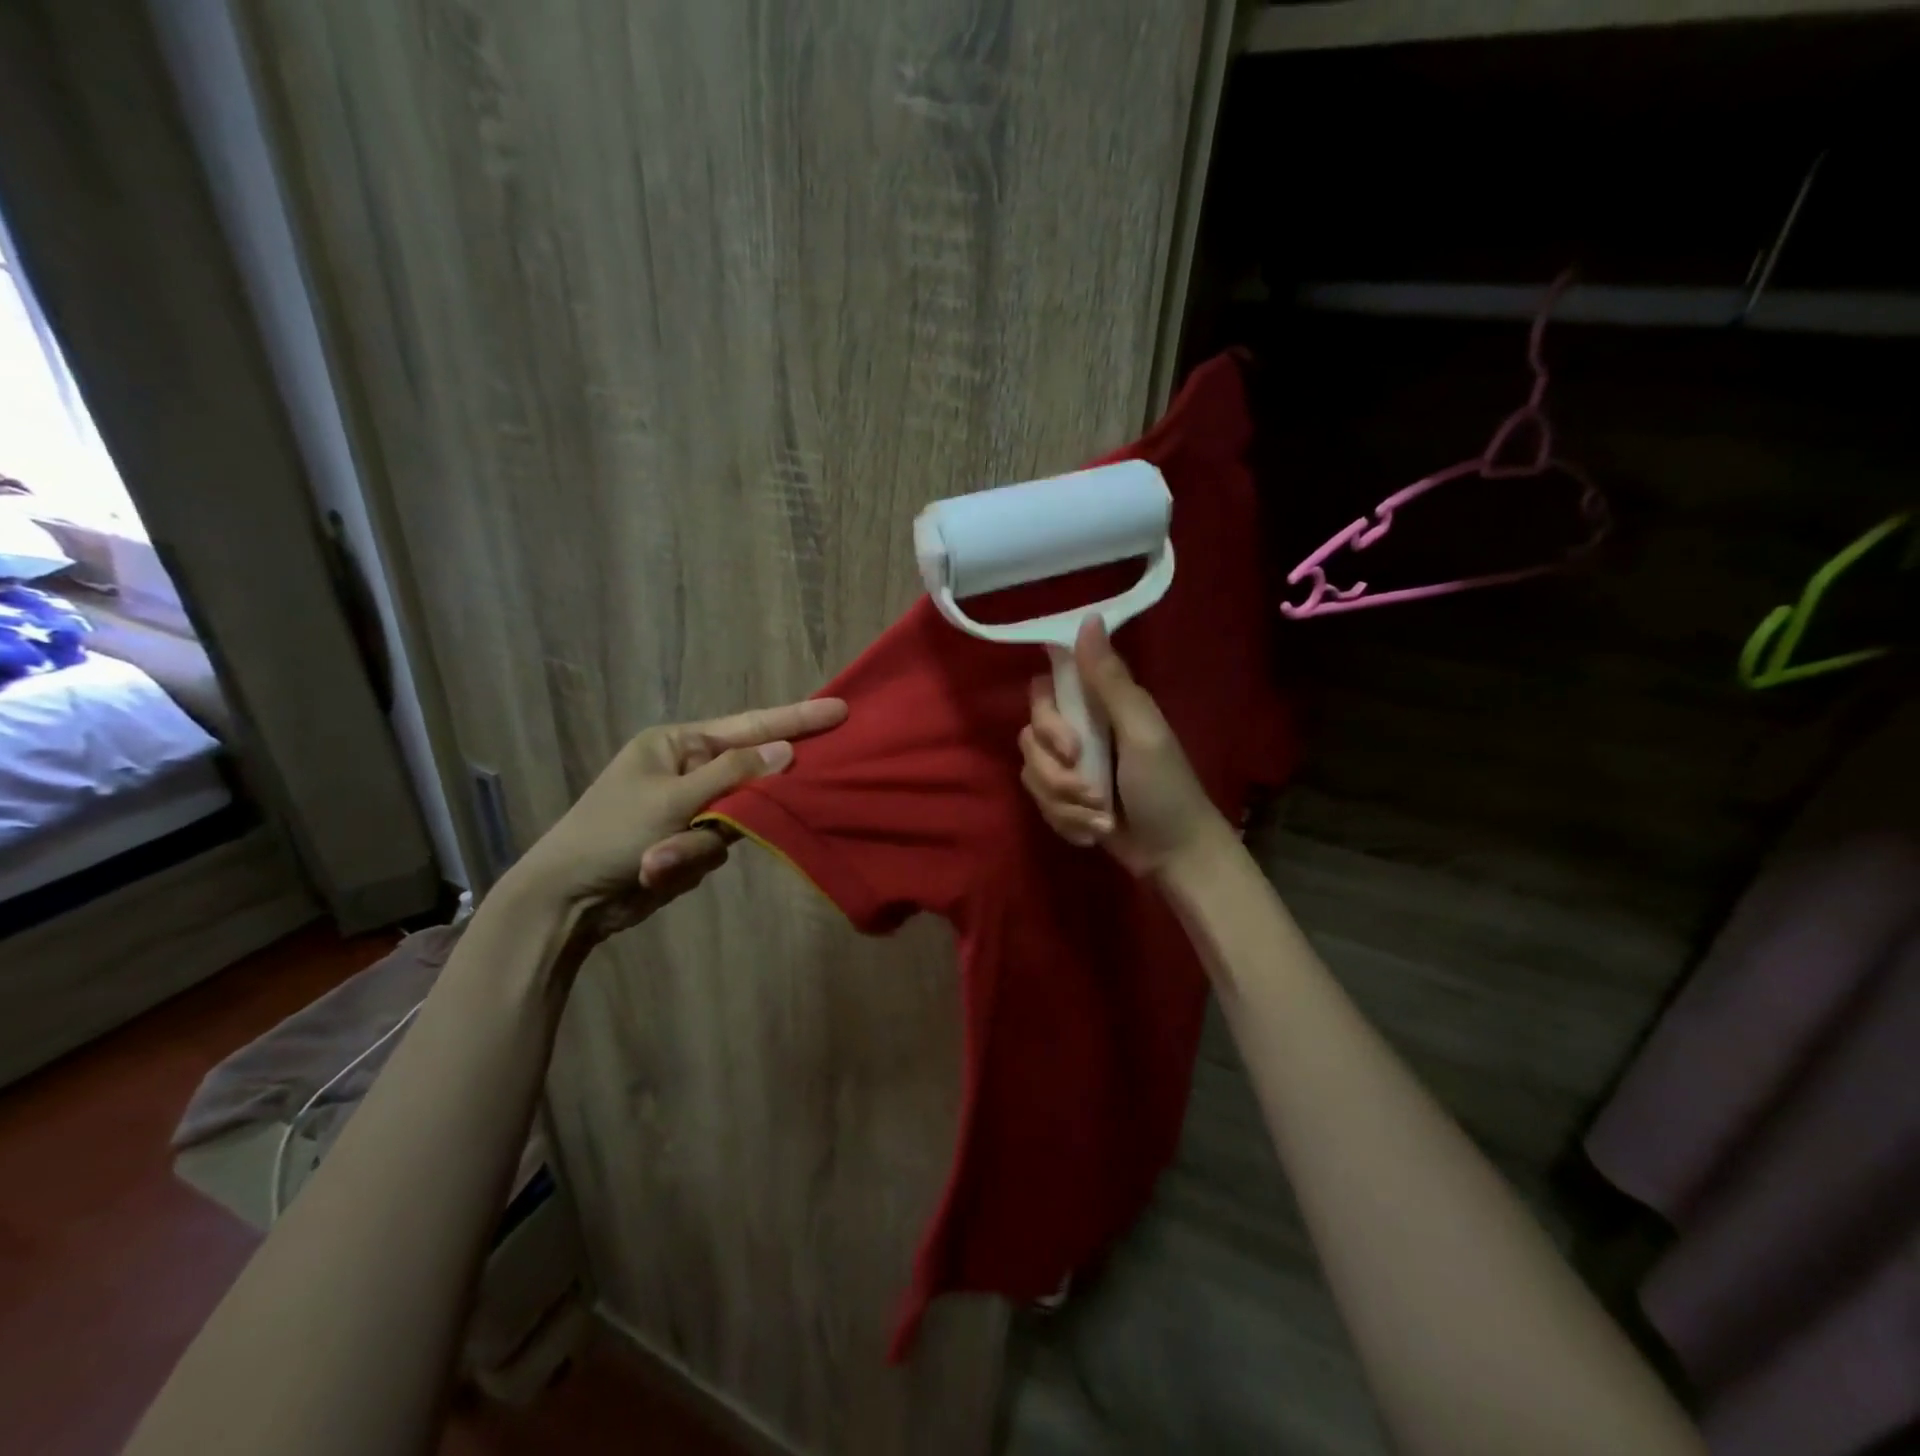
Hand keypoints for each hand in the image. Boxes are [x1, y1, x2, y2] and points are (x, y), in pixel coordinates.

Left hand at [508, 697, 847, 939]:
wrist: (567, 899)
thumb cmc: (611, 834)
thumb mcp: (673, 799)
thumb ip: (734, 774)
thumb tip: (786, 750)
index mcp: (677, 743)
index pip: (748, 726)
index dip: (795, 719)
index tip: (839, 710)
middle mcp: (687, 769)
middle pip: (747, 776)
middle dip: (745, 802)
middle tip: (752, 808)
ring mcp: (689, 808)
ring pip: (736, 819)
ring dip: (700, 846)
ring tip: (658, 862)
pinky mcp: (688, 842)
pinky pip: (717, 846)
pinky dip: (690, 861)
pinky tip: (656, 871)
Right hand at [1018, 617, 1229, 876]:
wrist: (1173, 855)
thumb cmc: (1165, 788)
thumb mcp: (1141, 731)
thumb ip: (1110, 680)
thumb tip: (1088, 619)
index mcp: (1098, 706)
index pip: (1044, 690)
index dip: (1046, 717)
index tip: (1070, 741)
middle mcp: (1078, 731)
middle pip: (1028, 736)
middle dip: (1055, 772)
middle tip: (1091, 790)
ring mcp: (1069, 769)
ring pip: (1030, 774)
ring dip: (1064, 803)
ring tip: (1100, 818)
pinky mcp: (1064, 801)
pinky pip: (1039, 803)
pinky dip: (1066, 822)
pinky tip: (1094, 832)